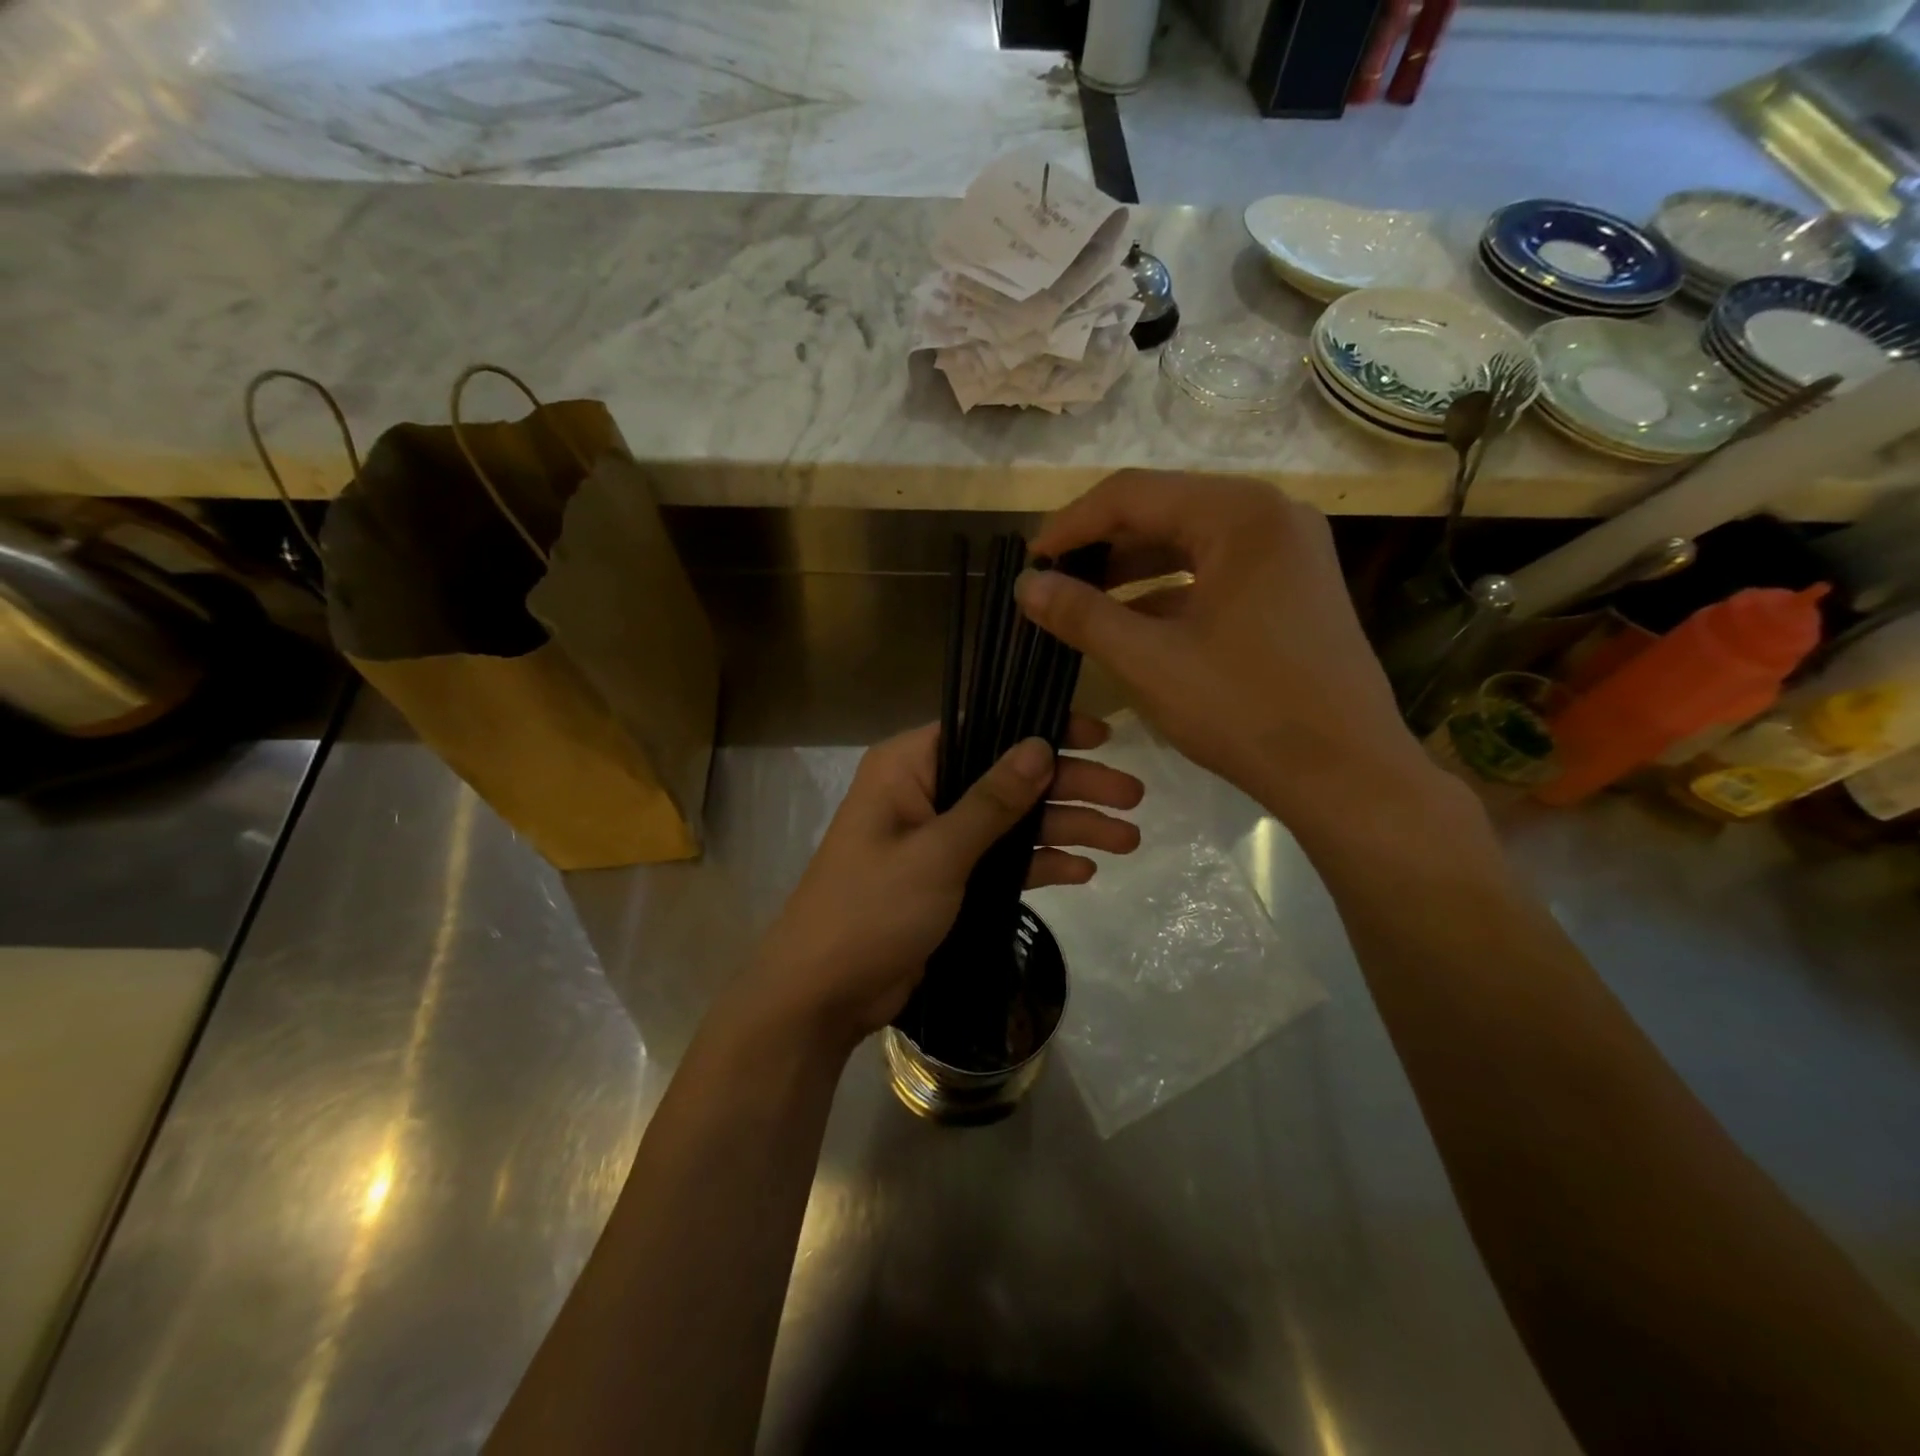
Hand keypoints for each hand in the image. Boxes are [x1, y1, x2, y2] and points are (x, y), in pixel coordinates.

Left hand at [741, 715, 1142, 1049]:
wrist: (823, 994)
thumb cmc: (871, 909)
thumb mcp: (937, 852)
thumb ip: (992, 801)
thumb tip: (1041, 744)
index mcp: (908, 767)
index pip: (985, 727)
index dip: (1043, 727)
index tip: (1099, 735)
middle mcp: (925, 792)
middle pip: (1010, 777)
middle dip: (1071, 786)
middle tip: (1133, 796)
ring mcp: (939, 838)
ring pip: (1014, 821)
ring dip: (1067, 827)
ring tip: (1129, 839)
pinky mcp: (950, 879)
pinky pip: (1003, 860)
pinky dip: (1040, 863)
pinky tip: (1085, 871)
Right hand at [1016, 470, 1432, 829]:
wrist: (1345, 772)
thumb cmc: (1244, 709)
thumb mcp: (1148, 661)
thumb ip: (1081, 615)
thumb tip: (1025, 586)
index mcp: (1239, 514)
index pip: (1131, 494)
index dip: (1069, 526)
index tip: (1028, 564)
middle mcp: (1270, 514)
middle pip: (1163, 510)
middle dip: (1100, 546)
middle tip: (1051, 583)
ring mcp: (1288, 551)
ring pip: (1189, 542)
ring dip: (1131, 569)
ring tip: (1081, 601)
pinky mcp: (1293, 586)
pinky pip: (1216, 571)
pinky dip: (1169, 591)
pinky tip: (1133, 622)